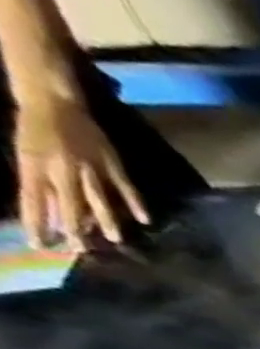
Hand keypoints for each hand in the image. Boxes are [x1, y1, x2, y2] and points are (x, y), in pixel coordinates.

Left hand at [15, 93, 148, 249]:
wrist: (51, 98)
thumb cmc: (33, 125)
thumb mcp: (26, 153)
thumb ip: (37, 182)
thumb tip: (49, 214)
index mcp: (34, 165)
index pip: (33, 200)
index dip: (36, 223)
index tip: (41, 245)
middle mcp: (61, 168)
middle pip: (68, 204)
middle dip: (74, 227)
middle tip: (81, 250)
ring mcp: (89, 166)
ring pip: (96, 198)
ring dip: (105, 219)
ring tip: (115, 240)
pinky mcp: (110, 162)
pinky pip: (124, 186)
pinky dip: (135, 202)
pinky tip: (145, 219)